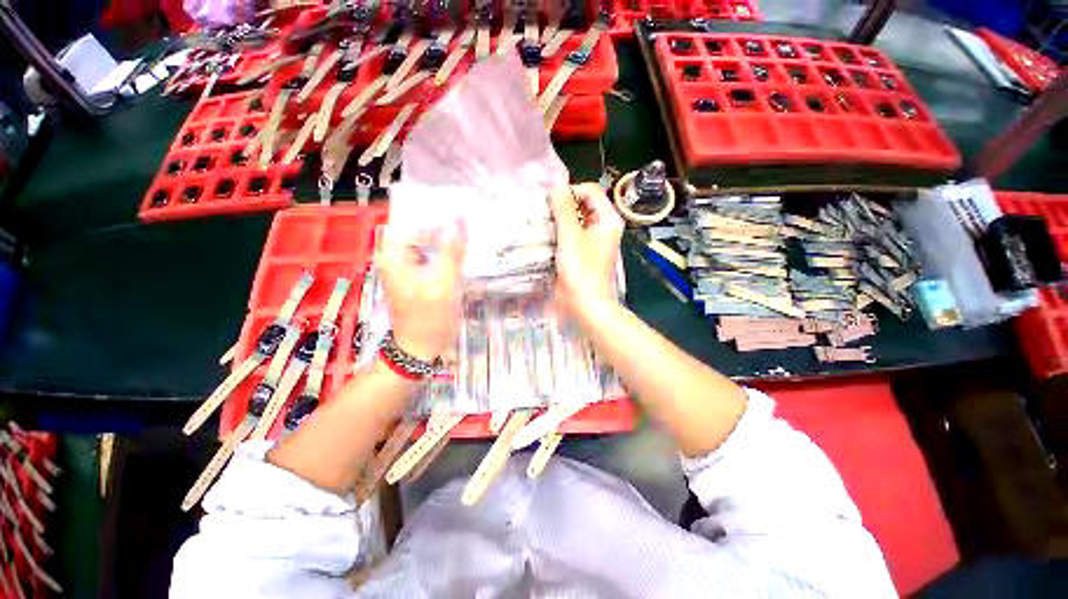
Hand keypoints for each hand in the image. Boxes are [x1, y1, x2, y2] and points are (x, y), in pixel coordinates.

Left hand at [376, 222, 466, 360]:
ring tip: (466, 232)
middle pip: (418, 228)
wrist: (420, 346)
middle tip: (467, 220)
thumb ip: (452, 251)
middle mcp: (394, 255)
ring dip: (444, 237)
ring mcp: (403, 266)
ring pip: (425, 241)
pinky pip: (429, 254)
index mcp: (393, 254)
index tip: (457, 207)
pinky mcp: (414, 275)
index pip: (410, 217)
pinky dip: (443, 251)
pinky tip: (459, 251)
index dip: (432, 210)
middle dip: (441, 224)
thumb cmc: (430, 317)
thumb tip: (459, 219)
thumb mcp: (445, 283)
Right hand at [549, 183, 623, 324]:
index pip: (590, 191)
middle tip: (541, 210)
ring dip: (557, 220)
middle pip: (582, 205)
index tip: (550, 201)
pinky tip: (543, 236)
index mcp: (608, 219)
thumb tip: (555, 185)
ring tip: (539, 221)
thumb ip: (563, 209)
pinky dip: (557, 233)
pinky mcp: (580, 253)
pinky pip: (569, 235)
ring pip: (574, 221)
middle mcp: (602, 227)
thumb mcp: (571, 236)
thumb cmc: (581, 270)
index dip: (570, 191)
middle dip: (562, 205)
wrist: (585, 305)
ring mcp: (591, 241)